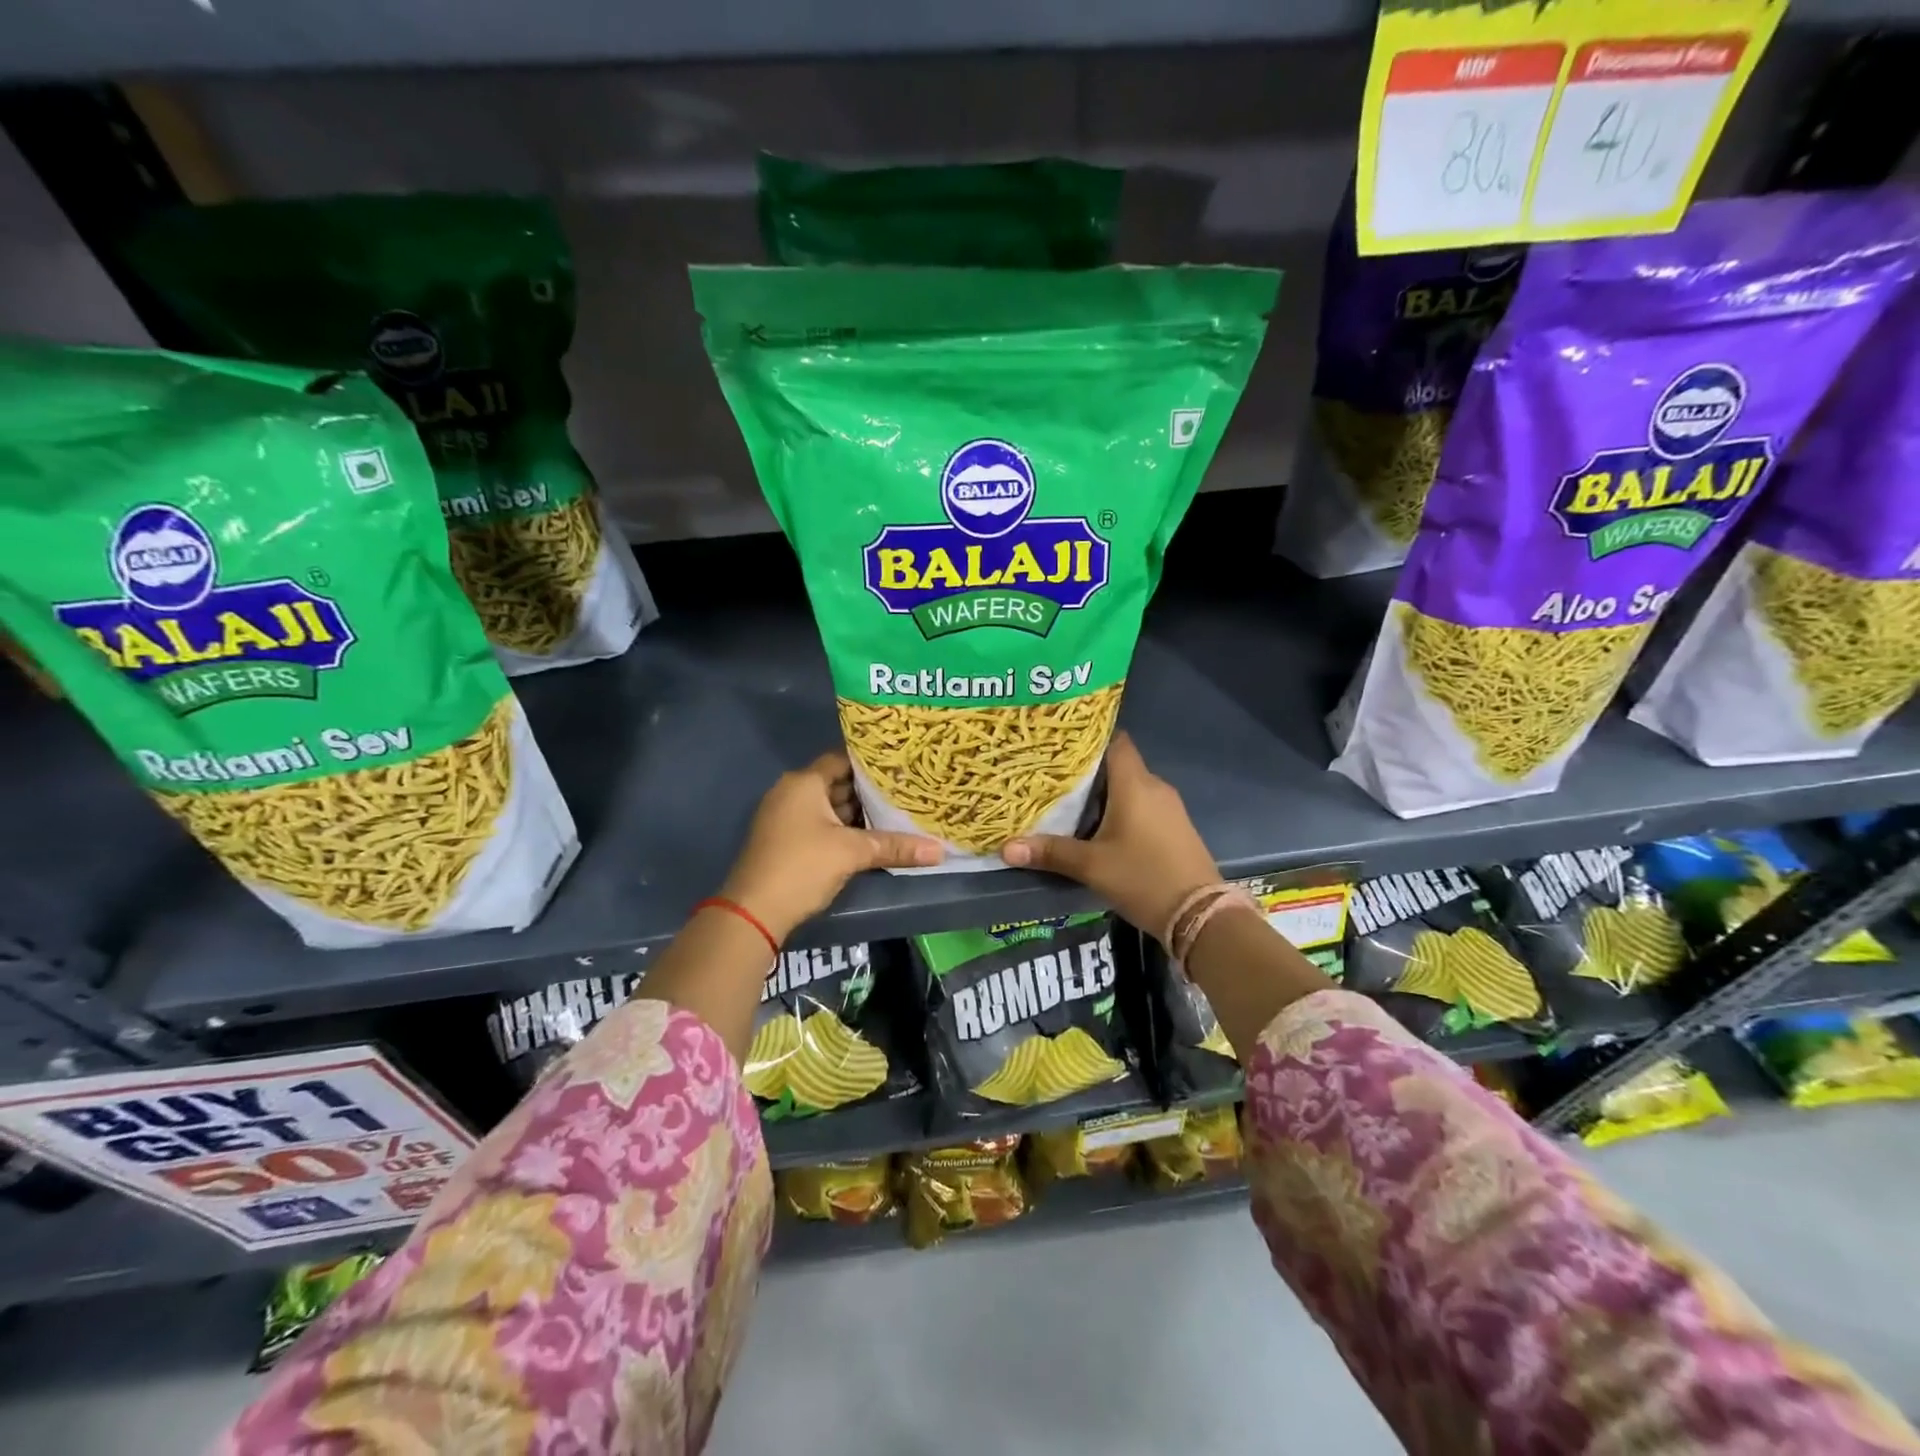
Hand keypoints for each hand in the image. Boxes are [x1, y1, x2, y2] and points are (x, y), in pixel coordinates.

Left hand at [721, 752, 942, 942]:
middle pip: (837, 783)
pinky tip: (872, 837)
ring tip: (897, 812)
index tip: (901, 764)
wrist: (754, 912)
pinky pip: (821, 825)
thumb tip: (939, 850)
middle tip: (906, 790)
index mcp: (804, 783)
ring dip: (858, 813)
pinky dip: (844, 829)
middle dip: (870, 790)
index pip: (842, 759)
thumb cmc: (803, 867)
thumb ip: (895, 846)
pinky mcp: (786, 841)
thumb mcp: (852, 853)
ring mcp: (786, 818)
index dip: (871, 762)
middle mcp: (792, 793)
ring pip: (830, 807)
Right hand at [1000, 733, 1218, 940]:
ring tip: (1069, 800)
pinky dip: (1121, 808)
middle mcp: (1155, 787)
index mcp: (1135, 784)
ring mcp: (1169, 808)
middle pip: (1118, 764)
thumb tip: (1006, 847)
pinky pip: (1142, 805)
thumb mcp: (1091, 866)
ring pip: (1130, 787)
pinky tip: (1099, 825)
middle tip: (1052, 775)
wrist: (1200, 915)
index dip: (1089, 737)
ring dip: (1104, 792)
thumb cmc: (1143, 878)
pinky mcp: (1175, 827)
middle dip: (1088, 769)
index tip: (1061, 743)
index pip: (1115, 740)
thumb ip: (1050, 852)